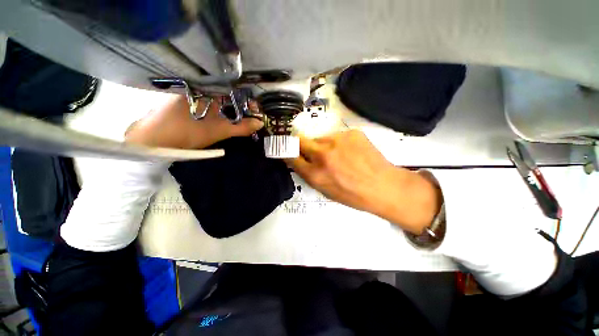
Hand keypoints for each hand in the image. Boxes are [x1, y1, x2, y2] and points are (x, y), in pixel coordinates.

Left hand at [125, 95, 262, 148]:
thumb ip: (240, 127)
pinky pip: (210, 104)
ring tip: (243, 118)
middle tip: (252, 116)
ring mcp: (192, 96)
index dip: (246, 99)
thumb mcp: (218, 131)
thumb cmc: (186, 132)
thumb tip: (260, 123)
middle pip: (227, 94)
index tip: (256, 109)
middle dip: (241, 105)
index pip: (233, 89)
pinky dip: (220, 111)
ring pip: (219, 100)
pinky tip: (226, 117)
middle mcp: (199, 88)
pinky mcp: (187, 104)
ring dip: (232, 108)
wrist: (152, 140)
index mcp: (206, 89)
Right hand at [286, 130, 441, 233]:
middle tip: (309, 150)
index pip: (290, 156)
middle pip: (300, 140)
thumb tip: (299, 160)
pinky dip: (338, 143)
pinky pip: (337, 136)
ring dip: (322, 145)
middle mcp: (323, 154)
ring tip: (337, 156)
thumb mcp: (325, 190)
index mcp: (315, 174)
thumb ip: (309, 174)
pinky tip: (350, 152)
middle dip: (300, 144)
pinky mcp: (351, 132)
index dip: (285, 151)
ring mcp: (338, 140)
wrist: (383, 186)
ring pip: (320, 138)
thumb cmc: (352, 194)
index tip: (284, 149)